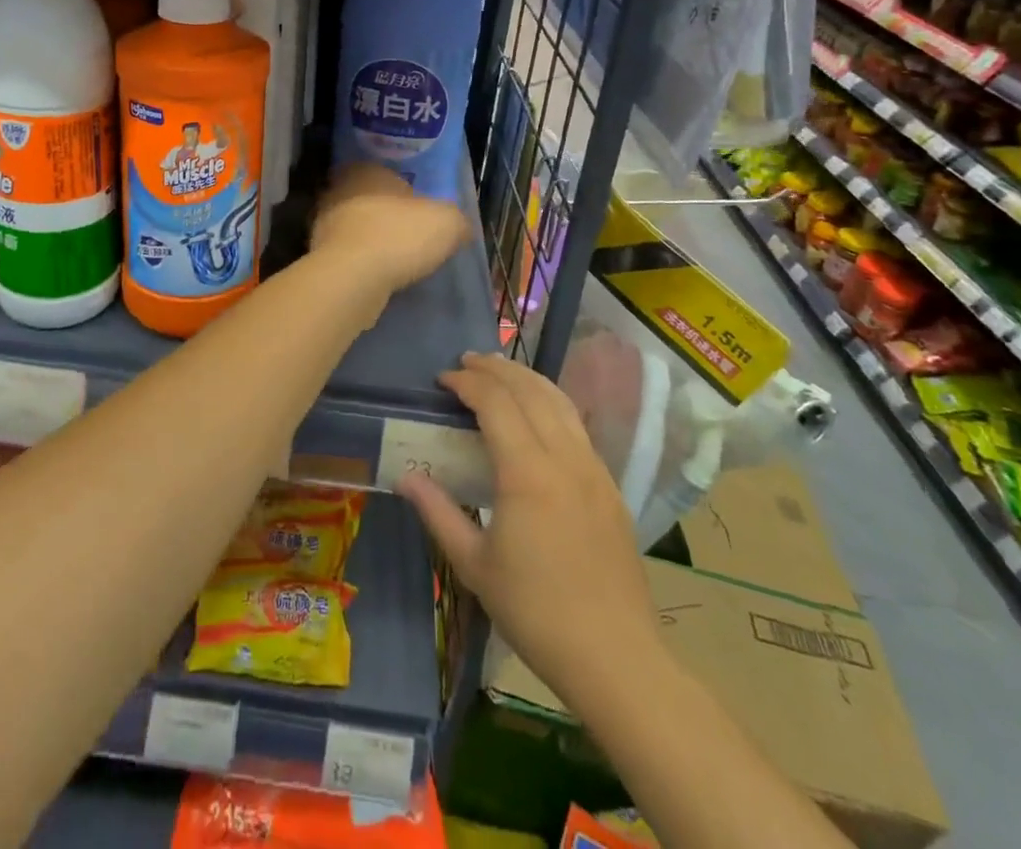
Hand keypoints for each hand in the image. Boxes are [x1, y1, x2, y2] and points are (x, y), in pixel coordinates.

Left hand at [309, 164, 469, 293]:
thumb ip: (456, 220)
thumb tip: (460, 228)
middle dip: (387, 217)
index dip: (407, 193)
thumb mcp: (447, 222)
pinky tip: (380, 278)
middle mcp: (338, 191)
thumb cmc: (399, 236)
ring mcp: (323, 224)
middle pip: (369, 201)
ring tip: (398, 262)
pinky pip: (347, 255)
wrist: (352, 279)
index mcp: (366, 171)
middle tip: (411, 237)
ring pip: (355, 228)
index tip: (422, 213)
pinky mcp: (318, 256)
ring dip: (373, 242)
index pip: (386, 174)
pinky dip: (362, 264)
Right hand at [398, 353, 656, 703]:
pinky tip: (538, 413)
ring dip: (526, 379)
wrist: (616, 657)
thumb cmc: (536, 611)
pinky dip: (550, 402)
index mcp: (528, 472)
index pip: (496, 403)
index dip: (467, 383)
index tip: (442, 379)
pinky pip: (577, 424)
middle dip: (496, 369)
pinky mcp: (610, 485)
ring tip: (500, 372)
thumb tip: (404, 476)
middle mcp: (565, 457)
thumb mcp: (474, 565)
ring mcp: (594, 468)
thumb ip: (438, 513)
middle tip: (466, 363)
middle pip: (530, 390)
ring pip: (560, 401)